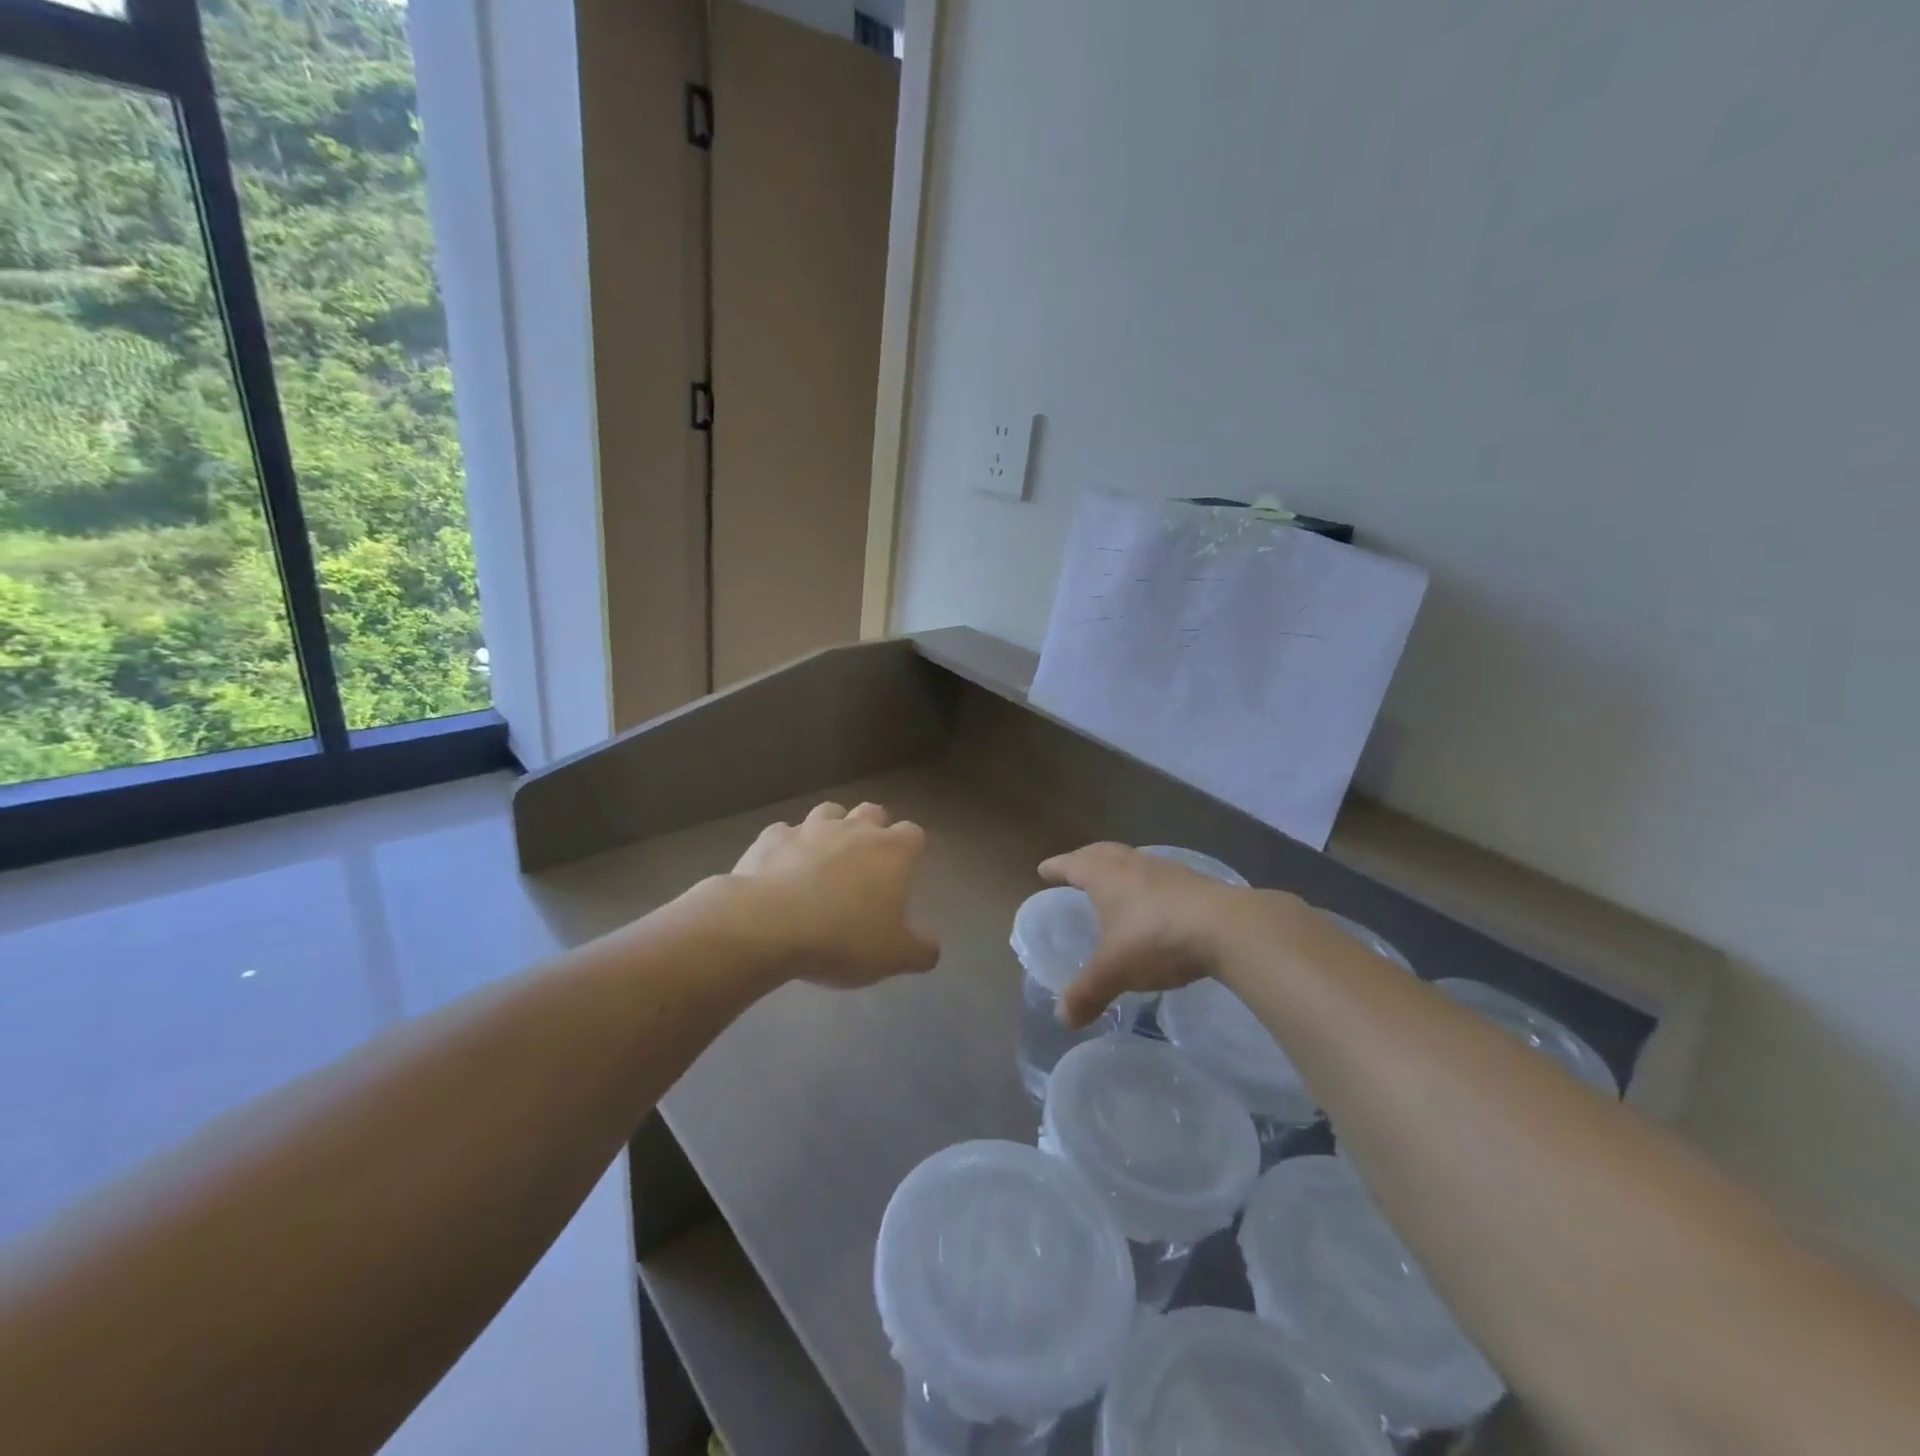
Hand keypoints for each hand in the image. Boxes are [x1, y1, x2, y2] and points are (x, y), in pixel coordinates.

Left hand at [729, 801, 939, 987]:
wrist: (768, 926)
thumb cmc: (843, 938)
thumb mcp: (894, 956)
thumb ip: (921, 948)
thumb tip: (931, 944)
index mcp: (892, 851)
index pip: (913, 833)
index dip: (911, 849)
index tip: (904, 871)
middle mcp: (854, 829)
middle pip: (873, 811)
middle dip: (873, 829)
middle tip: (866, 862)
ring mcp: (810, 828)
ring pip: (829, 812)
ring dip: (832, 829)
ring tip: (824, 858)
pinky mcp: (771, 838)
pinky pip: (784, 833)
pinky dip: (788, 846)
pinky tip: (781, 869)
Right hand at [1040, 842, 1298, 1027]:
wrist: (1228, 928)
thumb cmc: (1157, 940)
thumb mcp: (1115, 971)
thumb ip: (1087, 993)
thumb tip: (1062, 1019)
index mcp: (1106, 877)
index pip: (1073, 865)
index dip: (1056, 867)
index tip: (1043, 870)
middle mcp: (1133, 865)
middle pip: (1102, 853)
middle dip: (1085, 859)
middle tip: (1073, 868)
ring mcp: (1167, 871)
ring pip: (1133, 861)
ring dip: (1118, 867)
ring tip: (1113, 883)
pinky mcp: (1195, 883)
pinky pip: (1159, 876)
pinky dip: (1146, 883)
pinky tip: (1152, 902)